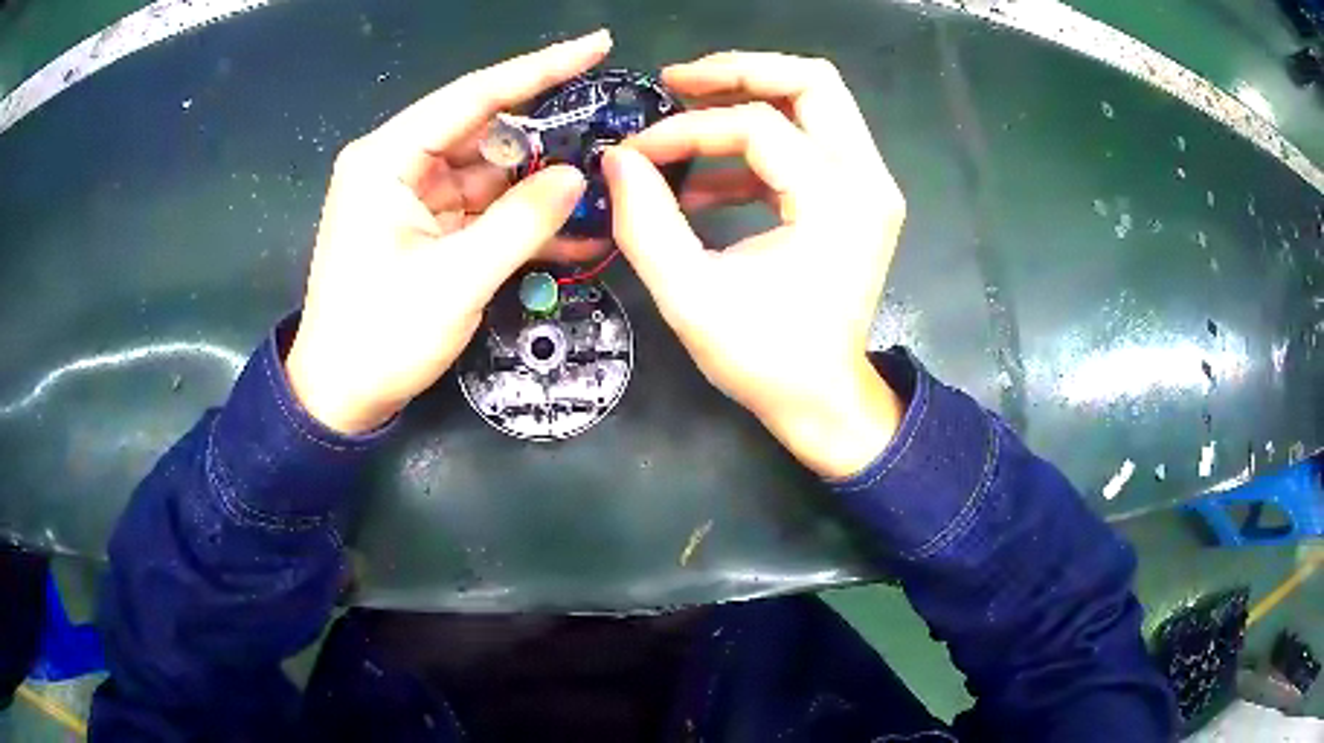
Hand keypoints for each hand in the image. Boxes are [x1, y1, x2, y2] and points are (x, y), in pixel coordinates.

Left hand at [285, 31, 611, 433]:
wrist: (340, 397)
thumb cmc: (381, 337)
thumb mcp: (456, 280)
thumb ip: (521, 221)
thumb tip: (577, 176)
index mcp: (387, 159)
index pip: (474, 96)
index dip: (539, 68)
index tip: (596, 45)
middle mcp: (397, 165)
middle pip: (485, 131)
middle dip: (548, 136)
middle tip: (610, 132)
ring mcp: (410, 197)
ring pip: (488, 172)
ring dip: (539, 184)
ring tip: (603, 185)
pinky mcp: (422, 227)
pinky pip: (480, 208)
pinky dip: (519, 218)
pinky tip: (570, 229)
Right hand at [602, 52, 906, 477]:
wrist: (824, 400)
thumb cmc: (765, 359)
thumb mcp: (691, 296)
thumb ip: (646, 221)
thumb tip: (616, 159)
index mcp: (836, 201)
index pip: (757, 126)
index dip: (687, 130)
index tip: (635, 154)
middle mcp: (867, 180)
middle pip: (812, 82)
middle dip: (740, 72)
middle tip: (679, 82)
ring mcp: (870, 186)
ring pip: (817, 101)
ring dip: (750, 96)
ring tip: (686, 109)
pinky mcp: (858, 198)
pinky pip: (810, 142)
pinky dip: (760, 142)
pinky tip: (709, 175)